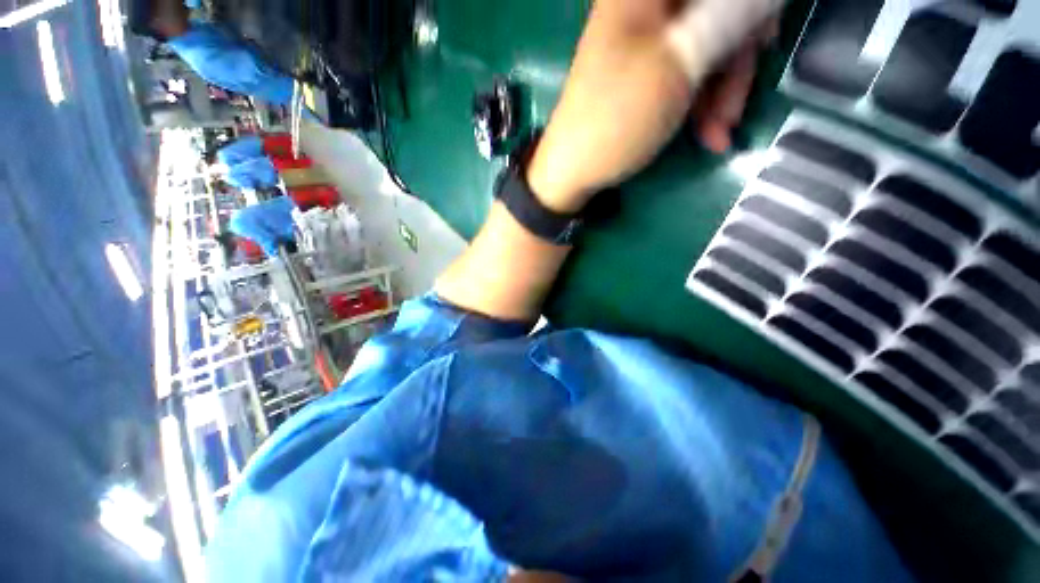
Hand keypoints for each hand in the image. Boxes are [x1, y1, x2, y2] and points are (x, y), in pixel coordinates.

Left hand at [527, 0, 780, 212]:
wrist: (573, 171)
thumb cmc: (617, 121)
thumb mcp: (677, 64)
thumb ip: (728, 15)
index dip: (750, 11)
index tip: (764, 39)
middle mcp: (646, 8)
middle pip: (719, 12)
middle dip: (738, 59)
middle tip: (737, 102)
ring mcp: (647, 41)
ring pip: (710, 45)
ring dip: (723, 90)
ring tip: (719, 132)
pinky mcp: (648, 72)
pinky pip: (691, 72)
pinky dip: (705, 101)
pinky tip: (709, 133)